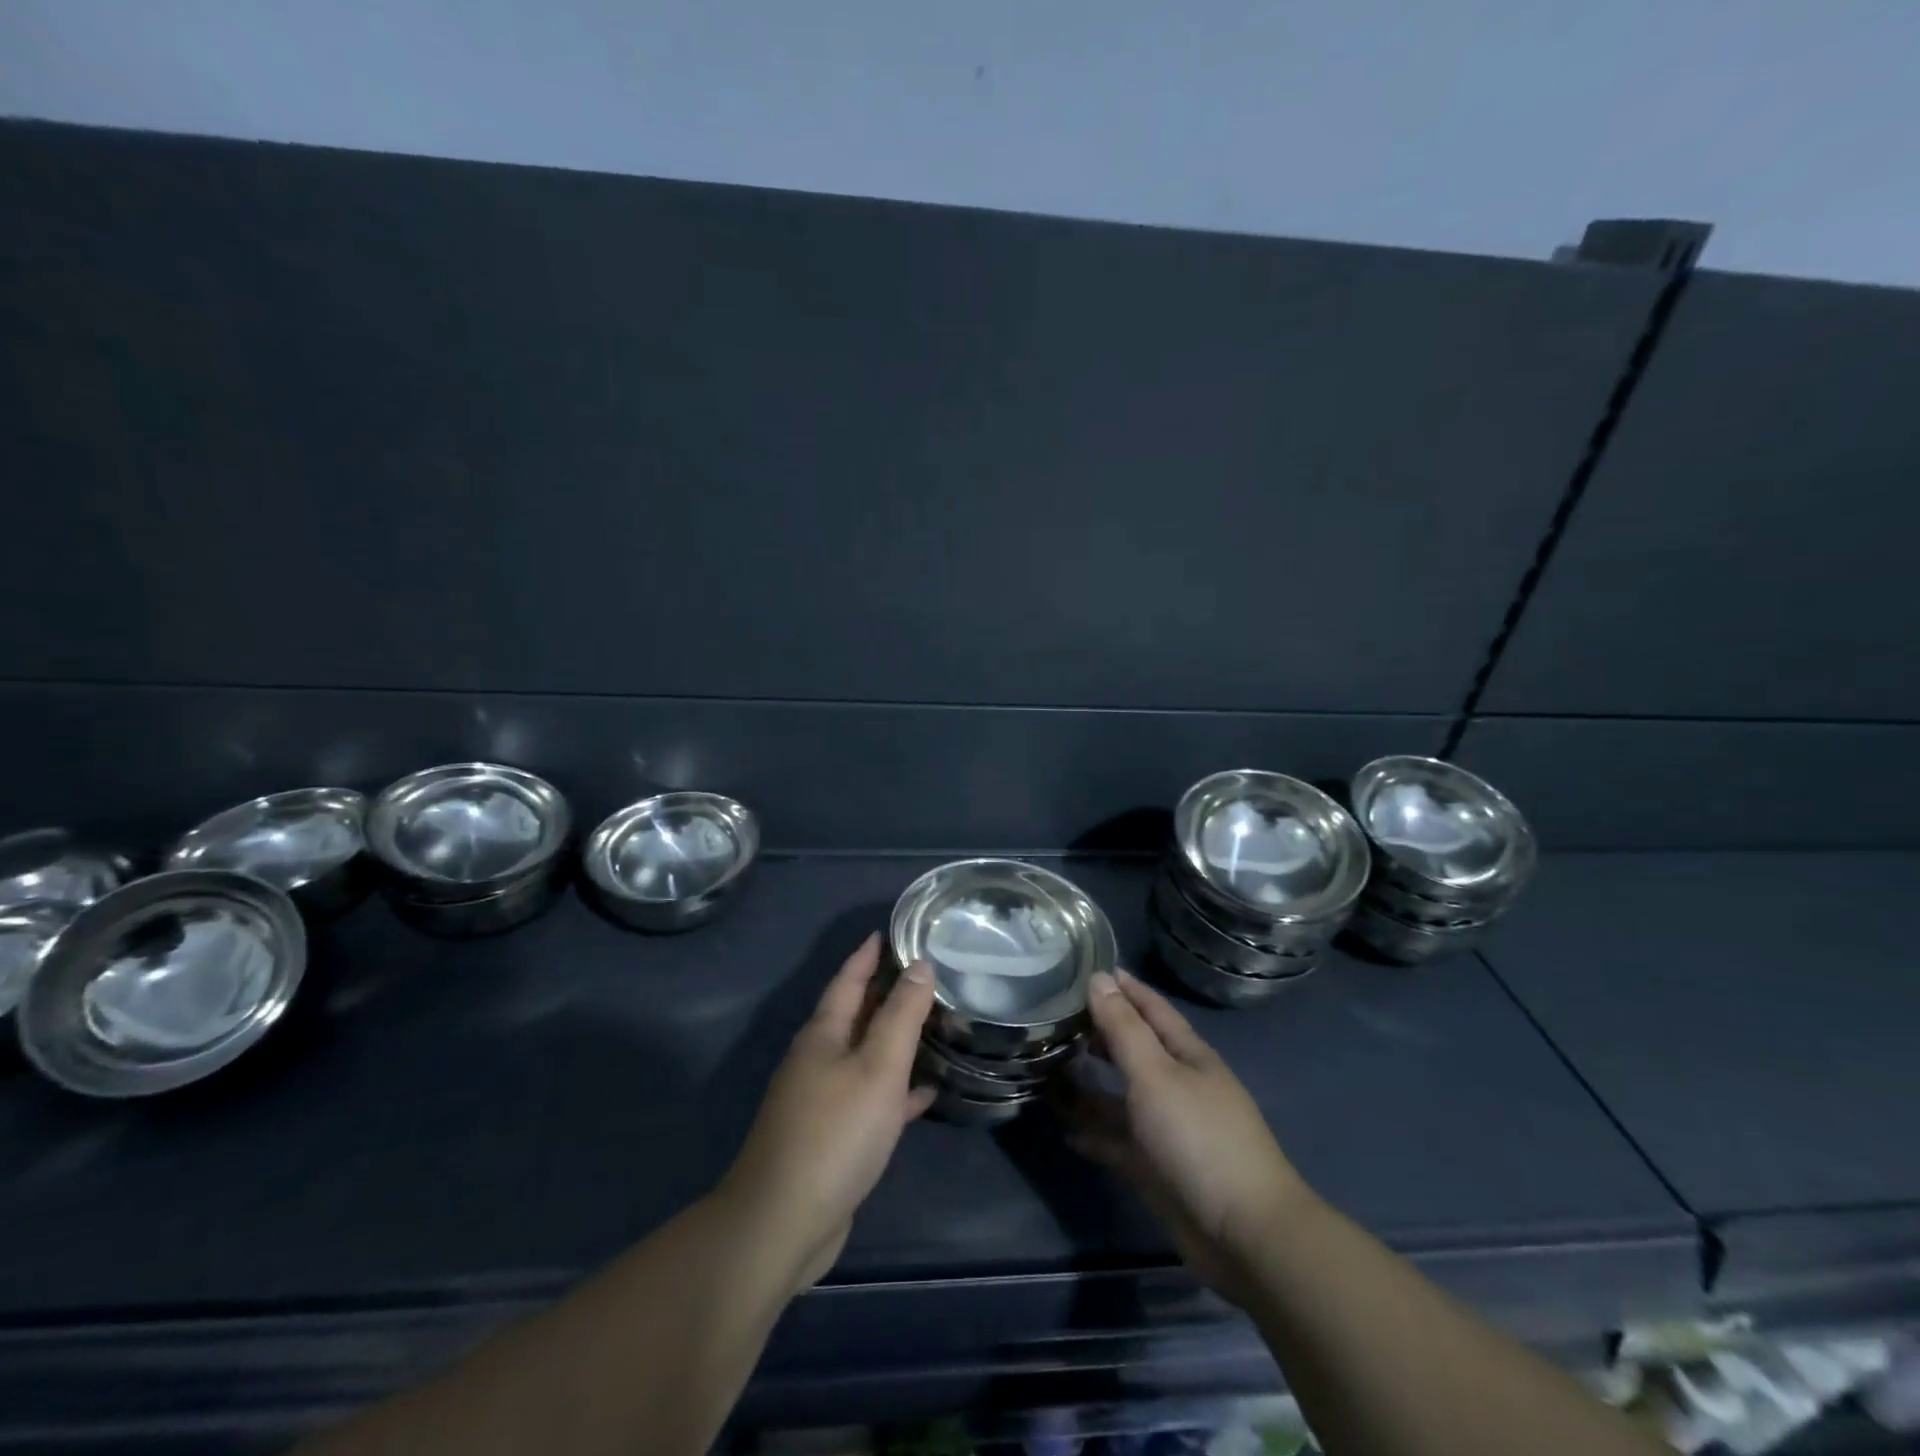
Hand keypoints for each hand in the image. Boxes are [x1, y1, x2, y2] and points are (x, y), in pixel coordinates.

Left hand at [720, 933, 936, 1292]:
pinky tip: (924, 1093)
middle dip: (883, 992)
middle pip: (854, 1015)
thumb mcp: (878, 1067)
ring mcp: (821, 1101)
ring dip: (892, 1039)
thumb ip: (901, 1015)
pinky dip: (895, 1090)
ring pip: (863, 1056)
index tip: (887, 932)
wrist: (783, 1222)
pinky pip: (870, 1098)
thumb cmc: (835, 1133)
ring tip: (930, 1023)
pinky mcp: (831, 1138)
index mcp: (823, 1035)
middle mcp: (818, 1060)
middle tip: (922, 972)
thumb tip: (919, 965)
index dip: (867, 955)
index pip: (847, 980)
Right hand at [1063, 970, 1312, 1306]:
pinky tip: (1065, 1130)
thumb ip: (1123, 1028)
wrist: (1245, 1235)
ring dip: (1090, 1085)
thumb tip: (1099, 978)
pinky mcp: (1158, 1169)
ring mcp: (1168, 1129)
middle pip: (1134, 1050)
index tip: (1090, 968)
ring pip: (1122, 1097)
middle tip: (1057, 1017)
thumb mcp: (1155, 1075)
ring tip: (1049, 1069)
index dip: (1125, 988)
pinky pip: (1119, 1142)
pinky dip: (1094, 1134)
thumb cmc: (1199, 1138)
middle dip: (1100, 1033)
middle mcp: (1178, 1086)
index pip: (1152, 1009)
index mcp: (1187, 1056)